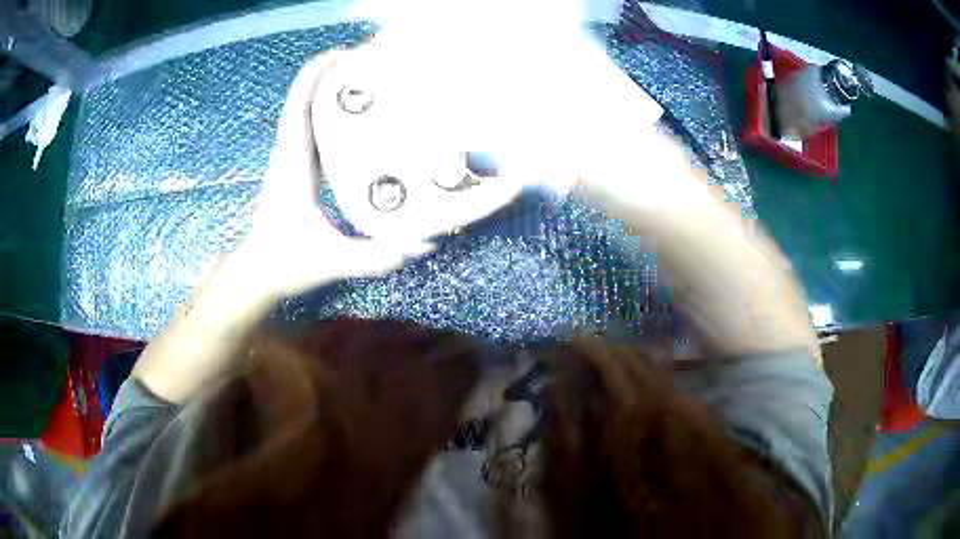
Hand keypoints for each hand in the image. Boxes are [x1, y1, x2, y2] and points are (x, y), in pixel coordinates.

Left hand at [229, 53, 434, 298]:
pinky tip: (353, 109)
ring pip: (304, 109)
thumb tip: (424, 243)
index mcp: (292, 167)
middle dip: (329, 72)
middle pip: (303, 99)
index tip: (342, 56)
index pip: (297, 110)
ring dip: (327, 86)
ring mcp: (289, 158)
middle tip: (367, 59)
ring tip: (364, 74)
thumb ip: (376, 256)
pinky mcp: (294, 165)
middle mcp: (288, 155)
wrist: (258, 272)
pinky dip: (325, 107)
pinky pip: (308, 126)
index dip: (314, 78)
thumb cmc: (286, 264)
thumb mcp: (333, 262)